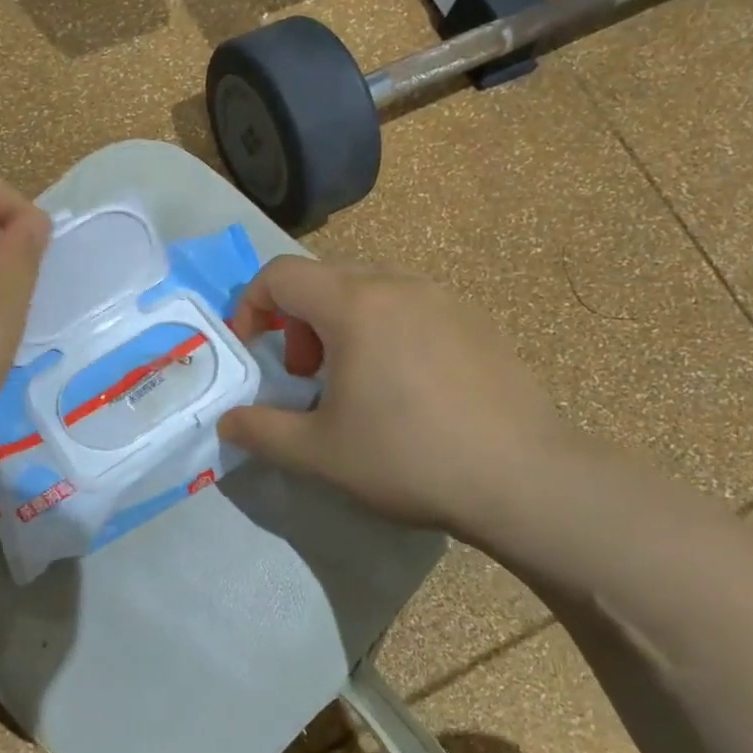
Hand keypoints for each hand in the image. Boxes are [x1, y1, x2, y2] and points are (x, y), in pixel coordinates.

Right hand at [220, 257, 575, 540]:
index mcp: (354, 304)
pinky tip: (405, 384)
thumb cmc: (409, 458)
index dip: (250, 306)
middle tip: (305, 374)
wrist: (526, 479)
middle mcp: (397, 284)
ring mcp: (442, 297)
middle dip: (296, 319)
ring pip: (368, 288)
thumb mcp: (319, 453)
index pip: (279, 274)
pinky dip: (384, 327)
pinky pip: (409, 304)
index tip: (252, 350)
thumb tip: (226, 422)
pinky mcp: (474, 319)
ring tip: (354, 380)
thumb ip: (261, 430)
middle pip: (322, 277)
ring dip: (340, 322)